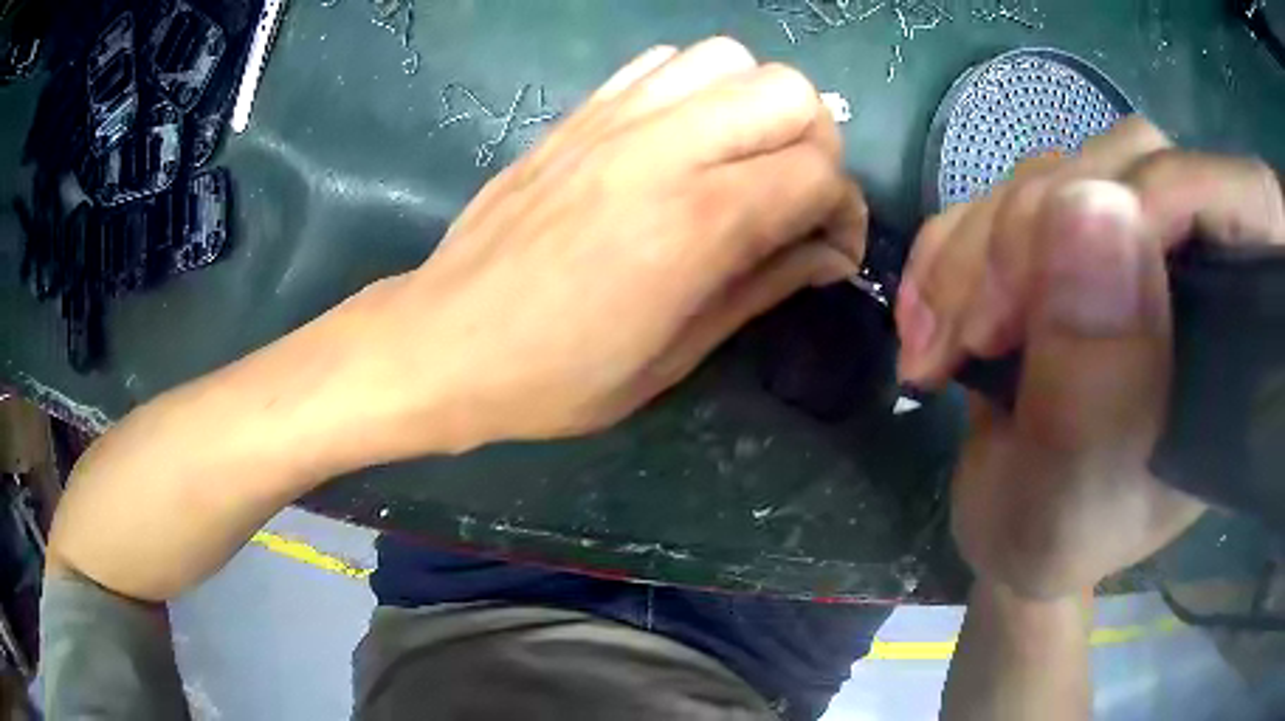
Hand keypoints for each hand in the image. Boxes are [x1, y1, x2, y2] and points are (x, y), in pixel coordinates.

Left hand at [347, 38, 866, 454]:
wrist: (444, 340)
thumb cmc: (555, 375)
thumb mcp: (673, 358)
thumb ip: (762, 288)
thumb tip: (829, 255)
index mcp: (695, 221)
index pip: (819, 172)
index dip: (845, 212)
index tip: (832, 251)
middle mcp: (663, 147)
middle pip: (790, 93)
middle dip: (818, 146)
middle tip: (796, 199)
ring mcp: (616, 117)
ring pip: (731, 61)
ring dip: (760, 106)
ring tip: (745, 161)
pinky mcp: (581, 111)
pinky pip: (665, 62)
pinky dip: (700, 87)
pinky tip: (687, 136)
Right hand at [897, 117, 1284, 597]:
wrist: (1012, 522)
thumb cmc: (1052, 538)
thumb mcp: (1068, 500)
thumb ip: (1094, 384)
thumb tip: (1090, 205)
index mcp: (1233, 341)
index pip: (1228, 201)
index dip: (1147, 198)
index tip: (1043, 284)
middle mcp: (1194, 268)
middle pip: (1126, 166)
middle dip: (1031, 238)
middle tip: (974, 335)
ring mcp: (1130, 239)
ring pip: (1057, 171)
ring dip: (978, 248)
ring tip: (940, 343)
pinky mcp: (1074, 233)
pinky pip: (1010, 190)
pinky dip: (955, 243)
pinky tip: (932, 314)